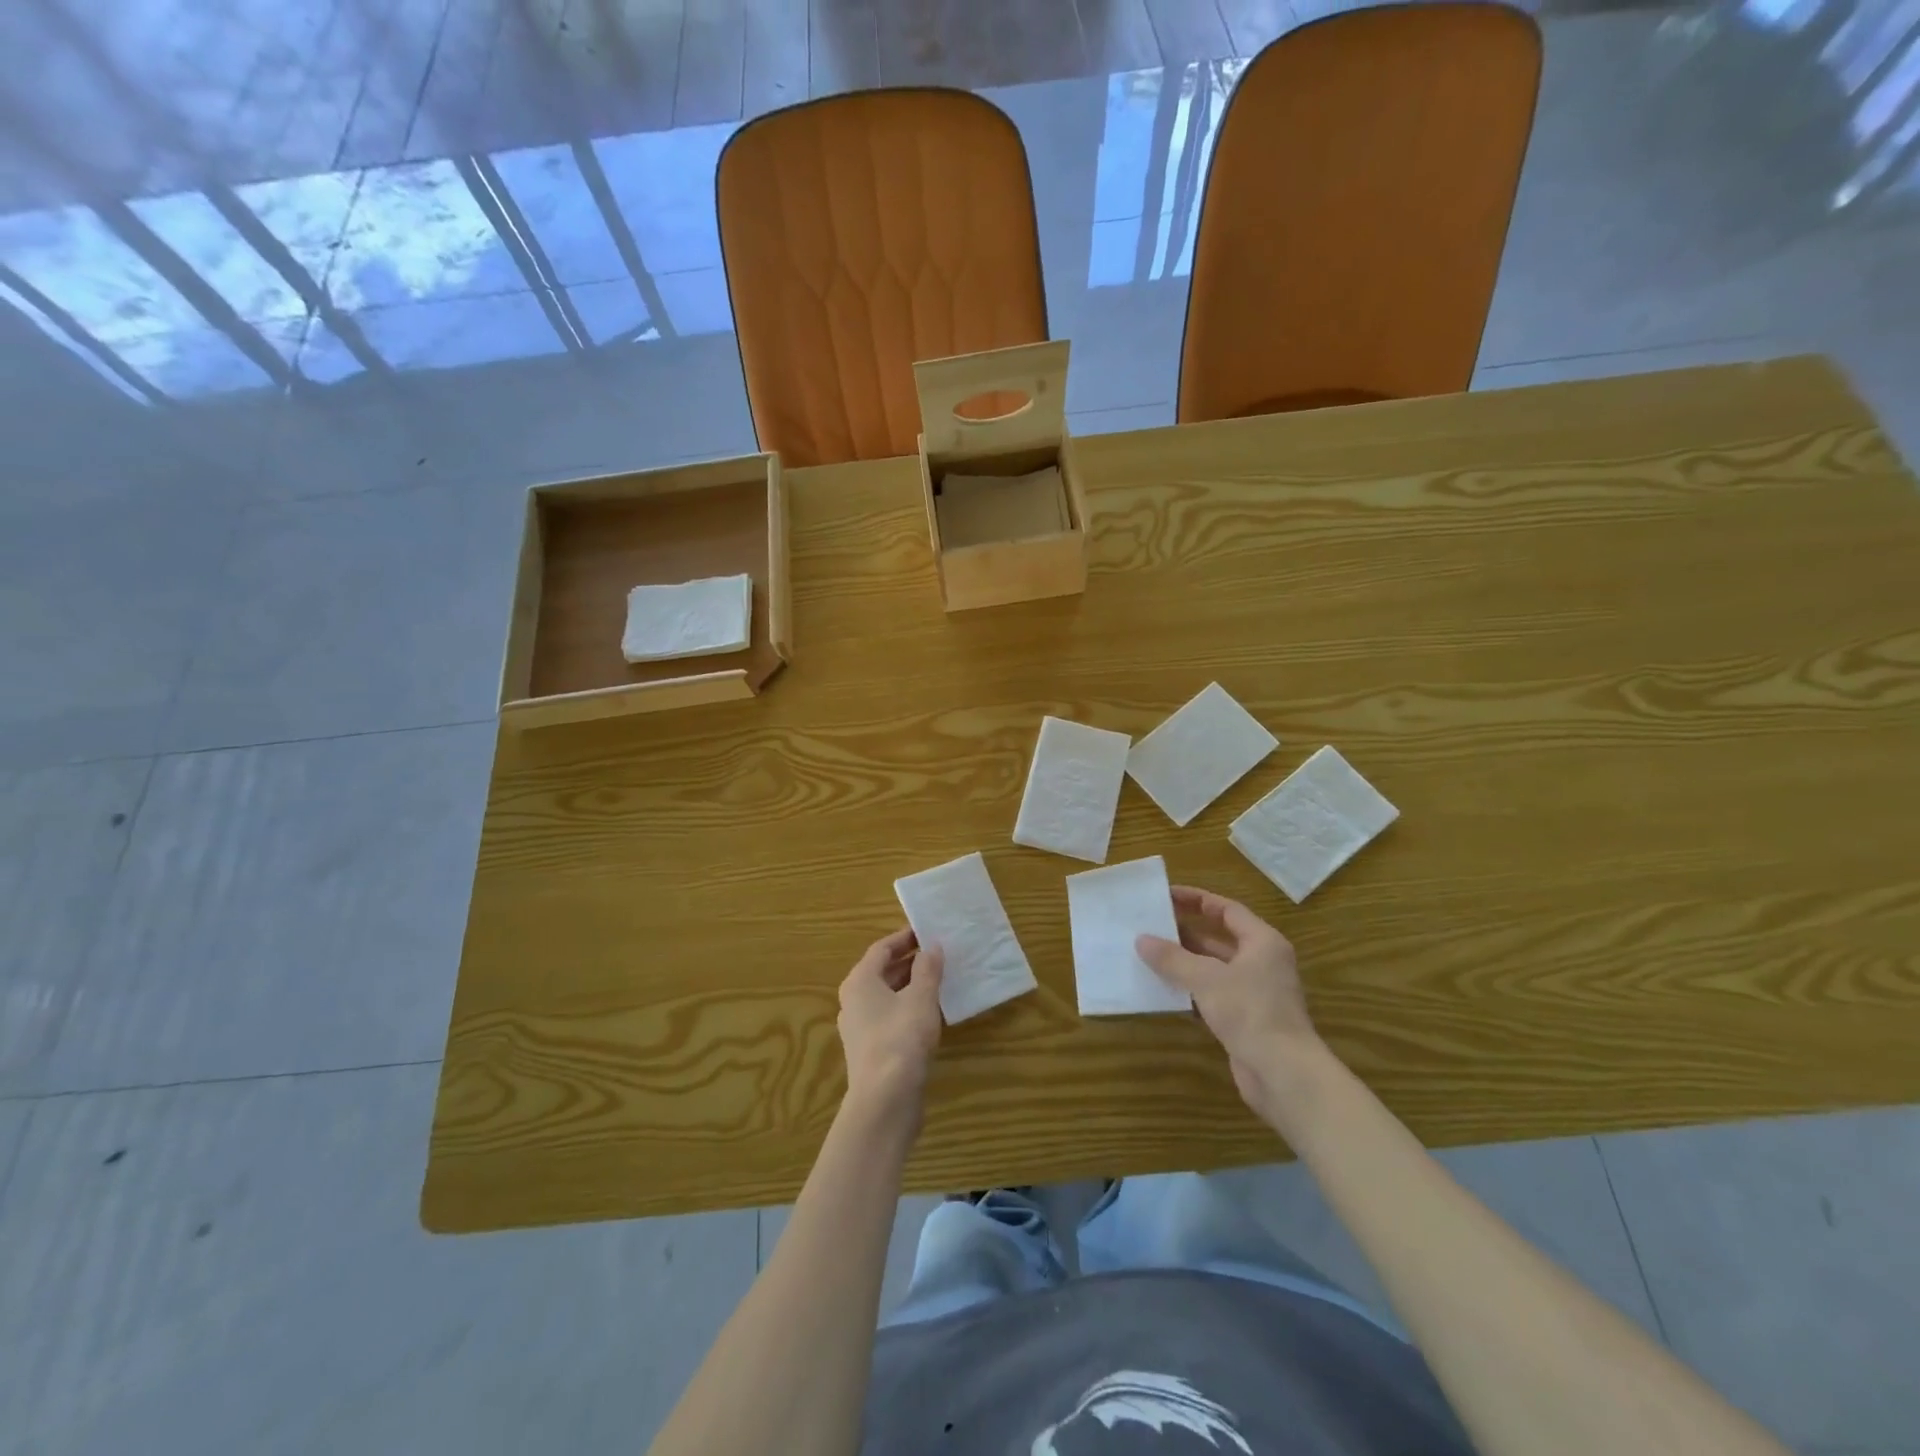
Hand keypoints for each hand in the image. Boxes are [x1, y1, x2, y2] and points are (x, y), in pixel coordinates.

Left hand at [837, 928, 943, 1120]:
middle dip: (909, 962)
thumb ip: (927, 969)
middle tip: (938, 955)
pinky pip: (889, 1018)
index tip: (927, 932)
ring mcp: (859, 1028)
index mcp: (859, 981)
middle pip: (881, 972)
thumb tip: (932, 947)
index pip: (881, 949)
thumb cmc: (901, 1039)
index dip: (904, 938)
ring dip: (910, 986)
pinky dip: (908, 1009)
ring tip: (939, 980)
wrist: (884, 1101)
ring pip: (886, 997)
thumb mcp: (920, 998)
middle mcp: (853, 1001)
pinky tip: (930, 1014)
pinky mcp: (870, 1051)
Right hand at [1137, 886, 1321, 1115]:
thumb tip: (1142, 939)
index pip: (1227, 909)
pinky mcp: (1245, 1020)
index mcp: (1262, 942)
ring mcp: (1255, 993)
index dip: (1196, 900)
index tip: (1166, 895)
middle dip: (1186, 932)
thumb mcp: (1206, 978)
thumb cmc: (1250, 1012)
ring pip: (1214, 968)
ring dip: (1185, 963)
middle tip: (1151, 925)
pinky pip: (1213, 995)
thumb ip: (1173, 958)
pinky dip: (1191, 990)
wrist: (1284, 1075)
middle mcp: (1262, 963)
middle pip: (1220, 938)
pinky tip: (1164, 991)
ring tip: (1150, 955)